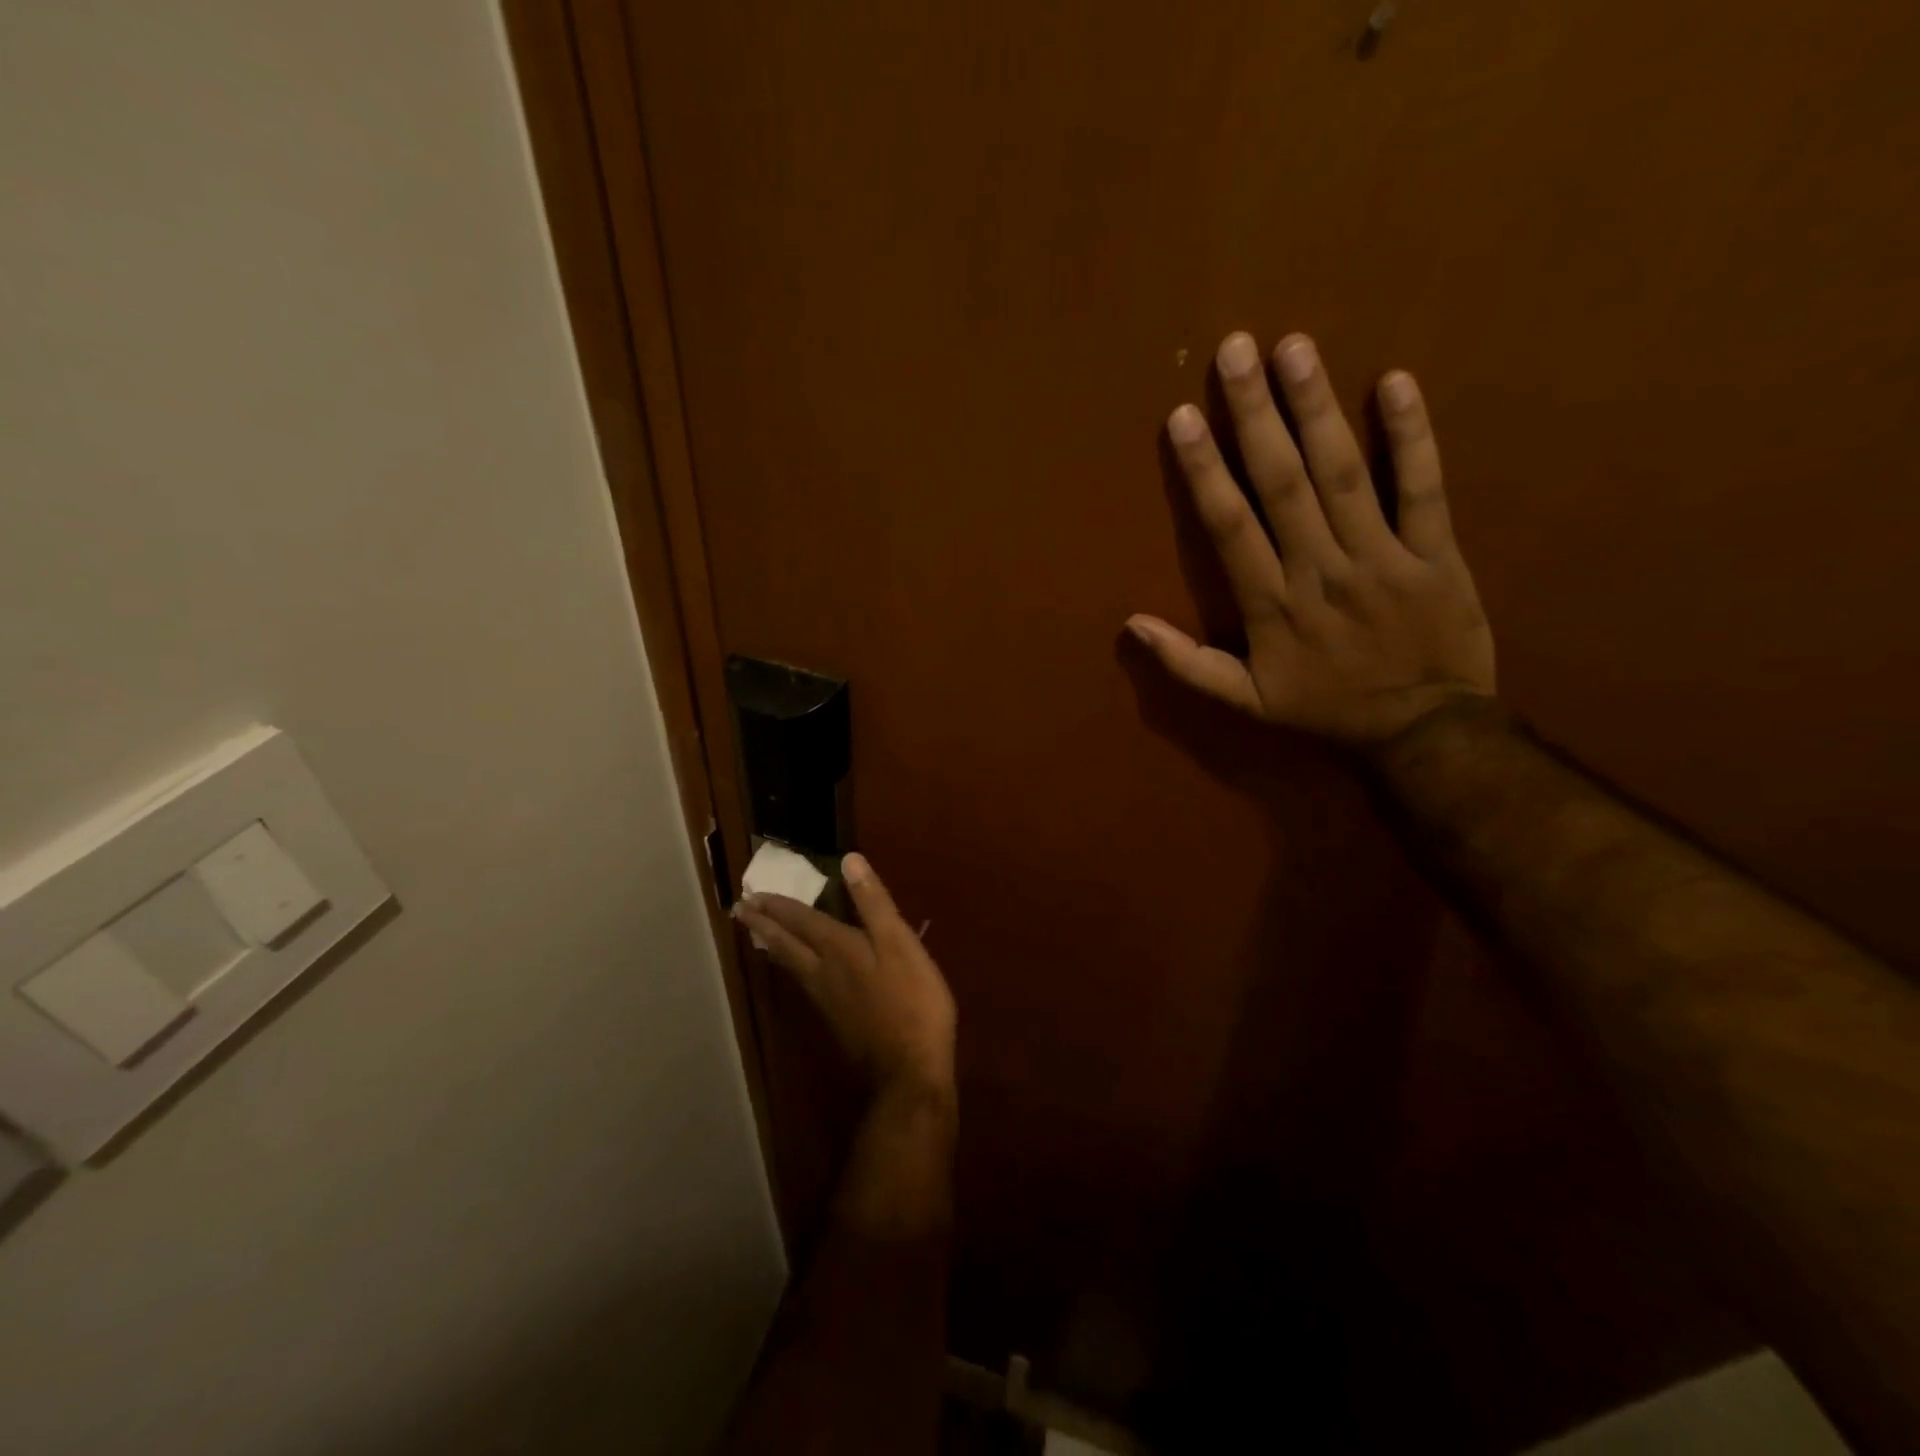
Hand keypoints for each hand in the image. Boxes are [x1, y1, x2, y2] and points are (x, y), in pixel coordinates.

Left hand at [734, 853, 956, 1104]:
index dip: (779, 905)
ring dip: (773, 946)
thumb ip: (874, 903)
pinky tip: (798, 973)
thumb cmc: (912, 1001)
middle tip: (740, 910)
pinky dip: (791, 968)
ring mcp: (828, 1000)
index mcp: (839, 949)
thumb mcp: (899, 943)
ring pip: (791, 966)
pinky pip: (803, 984)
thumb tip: (849, 860)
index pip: (802, 920)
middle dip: (764, 925)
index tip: (752, 893)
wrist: (909, 1069)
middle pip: (787, 944)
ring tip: (758, 935)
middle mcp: (824, 972)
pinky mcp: (837, 1021)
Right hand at [1127, 331, 1494, 744]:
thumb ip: (1187, 664)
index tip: (1182, 418)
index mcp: (1271, 607)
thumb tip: (1131, 624)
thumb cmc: (1325, 711)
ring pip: (1344, 475)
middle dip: (1255, 416)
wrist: (1423, 731)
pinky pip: (1423, 488)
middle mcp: (1320, 571)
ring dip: (1317, 409)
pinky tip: (1395, 383)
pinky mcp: (1436, 552)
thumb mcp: (1246, 702)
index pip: (1230, 527)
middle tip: (1236, 350)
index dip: (1205, 471)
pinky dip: (1411, 437)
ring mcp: (1381, 558)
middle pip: (1283, 484)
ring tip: (1294, 348)